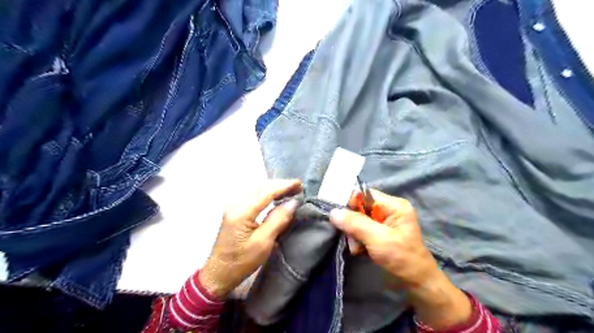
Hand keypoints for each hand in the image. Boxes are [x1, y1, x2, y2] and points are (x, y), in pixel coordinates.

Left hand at [200, 180, 301, 298]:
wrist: (219, 273)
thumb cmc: (242, 261)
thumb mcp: (264, 242)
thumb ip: (278, 219)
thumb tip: (293, 202)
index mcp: (241, 212)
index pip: (266, 192)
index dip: (284, 186)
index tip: (299, 184)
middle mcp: (235, 204)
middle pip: (260, 187)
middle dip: (280, 185)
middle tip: (298, 187)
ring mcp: (233, 206)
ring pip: (257, 189)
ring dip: (274, 188)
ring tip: (291, 190)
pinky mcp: (235, 211)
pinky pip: (253, 195)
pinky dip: (267, 193)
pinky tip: (276, 196)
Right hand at [327, 190, 470, 329]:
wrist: (416, 284)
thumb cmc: (402, 259)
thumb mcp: (378, 239)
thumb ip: (356, 224)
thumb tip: (333, 212)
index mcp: (394, 205)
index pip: (365, 194)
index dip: (351, 204)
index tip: (342, 219)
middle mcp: (388, 210)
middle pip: (359, 208)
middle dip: (352, 224)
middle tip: (353, 240)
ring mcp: (383, 223)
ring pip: (357, 221)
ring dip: (354, 235)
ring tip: (358, 249)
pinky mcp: (378, 234)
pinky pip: (360, 231)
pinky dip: (357, 241)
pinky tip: (360, 251)